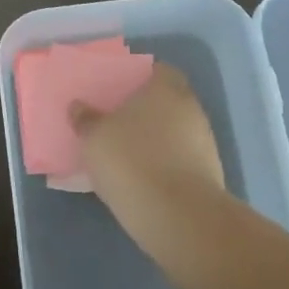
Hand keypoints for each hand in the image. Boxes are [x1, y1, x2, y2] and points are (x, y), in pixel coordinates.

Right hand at [72, 64, 225, 248]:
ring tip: (127, 153)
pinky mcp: (209, 176)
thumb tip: (79, 107)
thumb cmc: (132, 161)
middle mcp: (191, 109)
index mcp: (166, 88)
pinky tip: (143, 179)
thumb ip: (86, 119)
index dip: (140, 77)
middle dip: (145, 110)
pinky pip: (180, 160)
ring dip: (156, 140)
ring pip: (175, 132)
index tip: (119, 89)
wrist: (179, 218)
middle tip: (117, 120)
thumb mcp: (94, 138)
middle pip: (167, 101)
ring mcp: (204, 143)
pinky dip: (164, 165)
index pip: (158, 70)